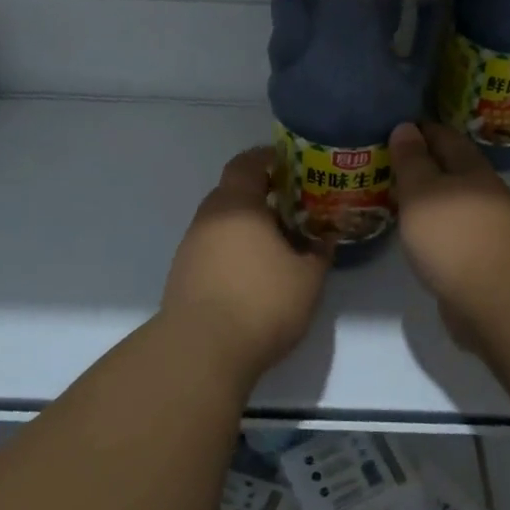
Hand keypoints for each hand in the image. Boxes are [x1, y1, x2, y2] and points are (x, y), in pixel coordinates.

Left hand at [161, 146, 331, 376]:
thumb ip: (319, 252)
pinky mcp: (183, 274)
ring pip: (222, 222)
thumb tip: (326, 238)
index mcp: (237, 205)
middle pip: (233, 192)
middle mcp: (208, 218)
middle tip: (292, 208)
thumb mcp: (307, 279)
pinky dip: (233, 250)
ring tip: (276, 244)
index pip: (247, 163)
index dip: (269, 159)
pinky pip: (212, 248)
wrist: (202, 350)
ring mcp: (191, 246)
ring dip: (247, 226)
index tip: (291, 165)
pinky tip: (252, 273)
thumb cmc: (261, 302)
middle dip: (262, 195)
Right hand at [389, 122, 509, 351]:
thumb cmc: (454, 235)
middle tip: (388, 163)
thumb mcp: (422, 190)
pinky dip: (432, 228)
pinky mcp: (480, 259)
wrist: (496, 299)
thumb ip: (412, 160)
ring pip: (451, 203)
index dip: (420, 130)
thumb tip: (406, 127)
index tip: (394, 128)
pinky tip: (415, 234)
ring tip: (395, 197)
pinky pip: (451, 233)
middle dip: (423, 164)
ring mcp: (485, 228)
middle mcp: (482, 193)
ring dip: (427, 199)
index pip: (444, 137)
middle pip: (451, 170)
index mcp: (471, 169)